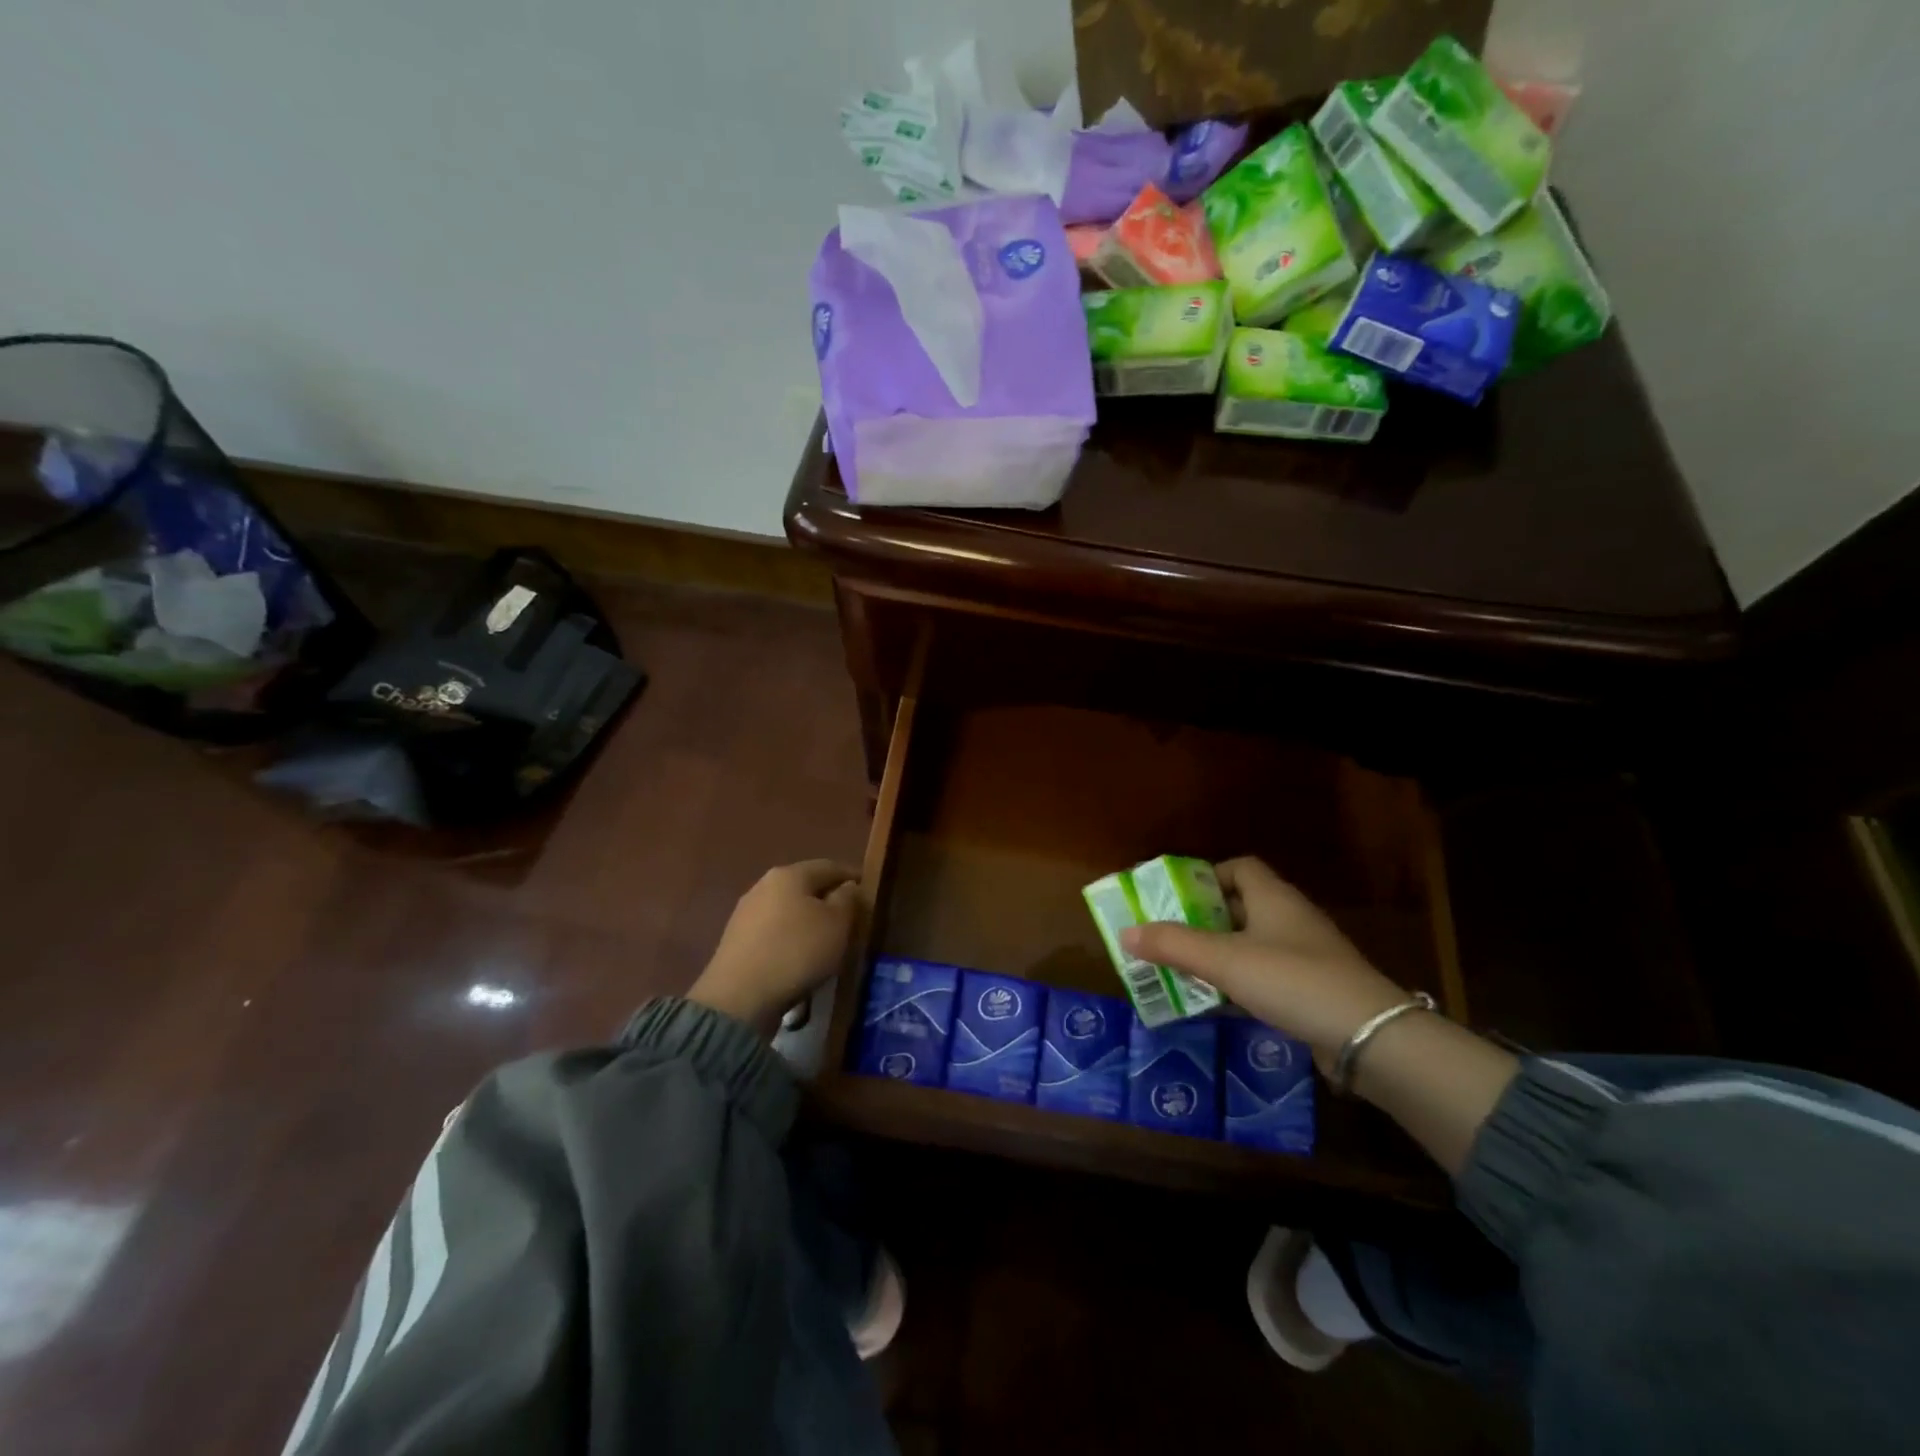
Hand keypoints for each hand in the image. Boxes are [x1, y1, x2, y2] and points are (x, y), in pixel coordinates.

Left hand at [687, 860, 861, 1037]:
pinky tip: (798, 956)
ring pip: (788, 909)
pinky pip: (773, 931)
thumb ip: (847, 899)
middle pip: (805, 886)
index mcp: (790, 874)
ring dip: (808, 919)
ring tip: (826, 939)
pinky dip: (790, 937)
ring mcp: (746, 912)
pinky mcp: (736, 940)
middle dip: (828, 898)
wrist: (739, 997)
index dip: (852, 876)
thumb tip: (846, 887)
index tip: (868, 890)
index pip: (829, 867)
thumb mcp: (837, 923)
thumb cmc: (797, 951)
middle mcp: (764, 885)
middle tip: (849, 916)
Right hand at [1120, 857, 1408, 1072]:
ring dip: (1217, 956)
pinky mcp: (1312, 991)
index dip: (1206, 875)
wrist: (1370, 1038)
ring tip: (1181, 971)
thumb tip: (1125, 933)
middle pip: (1240, 907)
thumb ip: (1173, 945)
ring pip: (1251, 946)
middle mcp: (1290, 919)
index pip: (1239, 867)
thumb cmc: (1292, 980)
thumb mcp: (1225, 960)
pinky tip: (1216, 1006)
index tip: (1175, 896)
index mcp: (1273, 898)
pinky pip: (1265, 978)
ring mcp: (1305, 957)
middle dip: (1202, 920)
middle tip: (1166, 936)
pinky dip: (1239, 986)